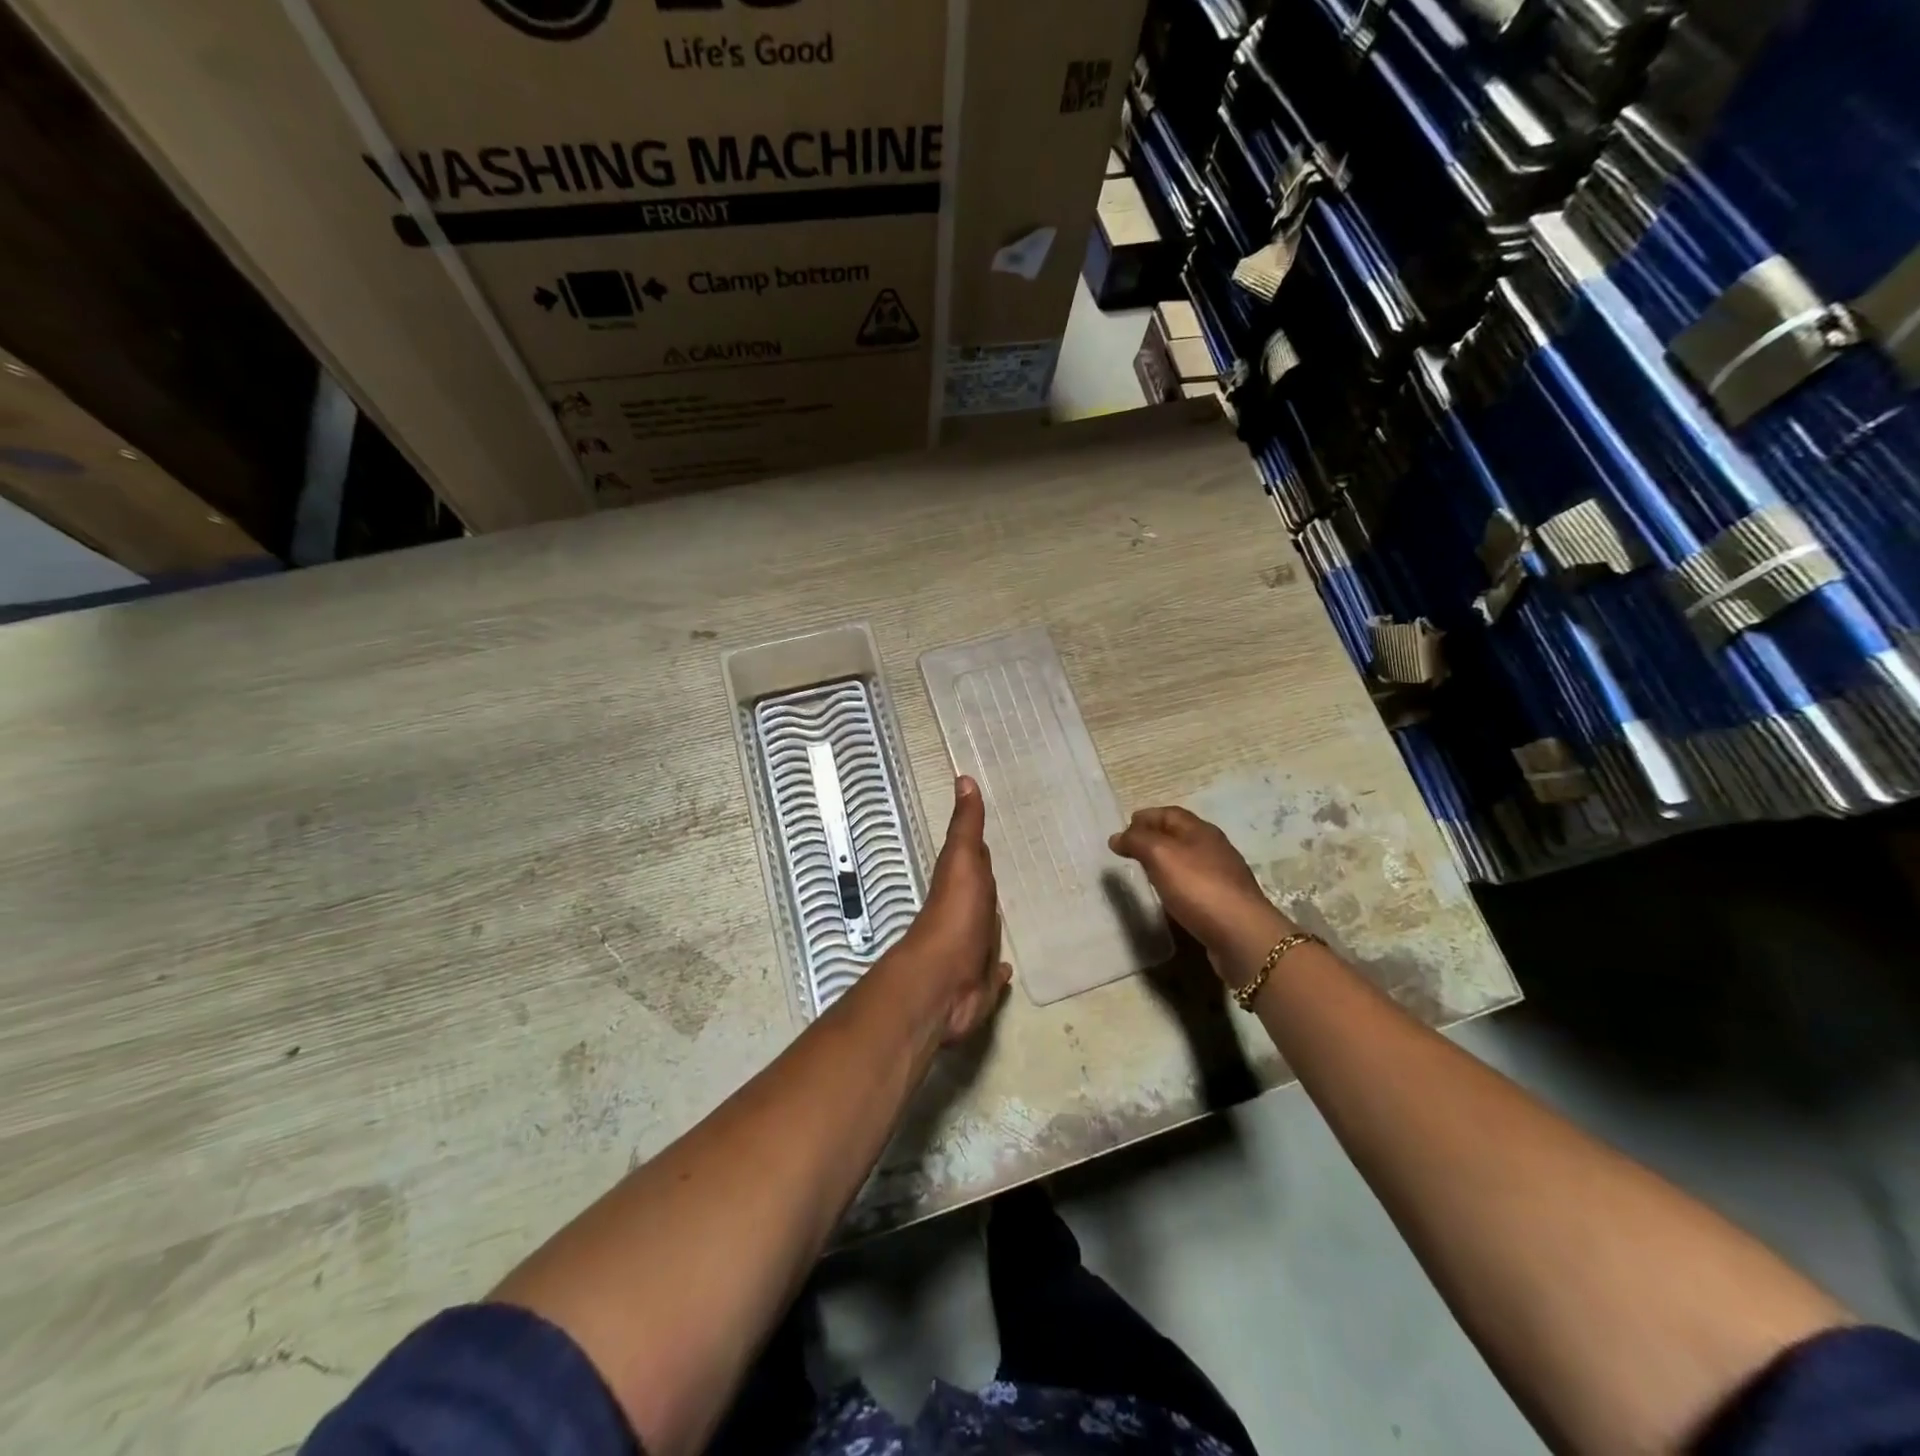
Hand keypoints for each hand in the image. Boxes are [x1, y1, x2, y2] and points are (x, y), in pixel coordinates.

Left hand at [896, 777, 1012, 1042]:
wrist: (943, 982)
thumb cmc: (954, 916)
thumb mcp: (961, 861)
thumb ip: (966, 826)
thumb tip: (963, 777)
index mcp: (963, 884)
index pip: (975, 861)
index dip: (983, 848)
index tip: (998, 832)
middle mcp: (966, 915)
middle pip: (983, 895)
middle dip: (994, 884)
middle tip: (1019, 871)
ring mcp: (972, 949)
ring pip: (988, 930)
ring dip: (996, 922)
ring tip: (1020, 913)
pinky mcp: (981, 982)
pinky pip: (993, 970)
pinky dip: (999, 968)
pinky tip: (1008, 967)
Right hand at [1109, 806, 1291, 983]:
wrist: (1241, 934)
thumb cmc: (1198, 887)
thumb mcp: (1160, 855)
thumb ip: (1137, 841)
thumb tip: (1117, 837)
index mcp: (1201, 830)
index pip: (1169, 813)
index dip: (1145, 817)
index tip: (1123, 830)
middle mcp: (1214, 848)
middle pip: (1180, 834)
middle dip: (1154, 837)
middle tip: (1130, 850)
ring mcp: (1222, 875)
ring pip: (1188, 859)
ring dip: (1166, 861)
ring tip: (1145, 872)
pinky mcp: (1224, 901)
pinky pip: (1194, 884)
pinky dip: (1177, 883)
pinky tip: (1168, 896)